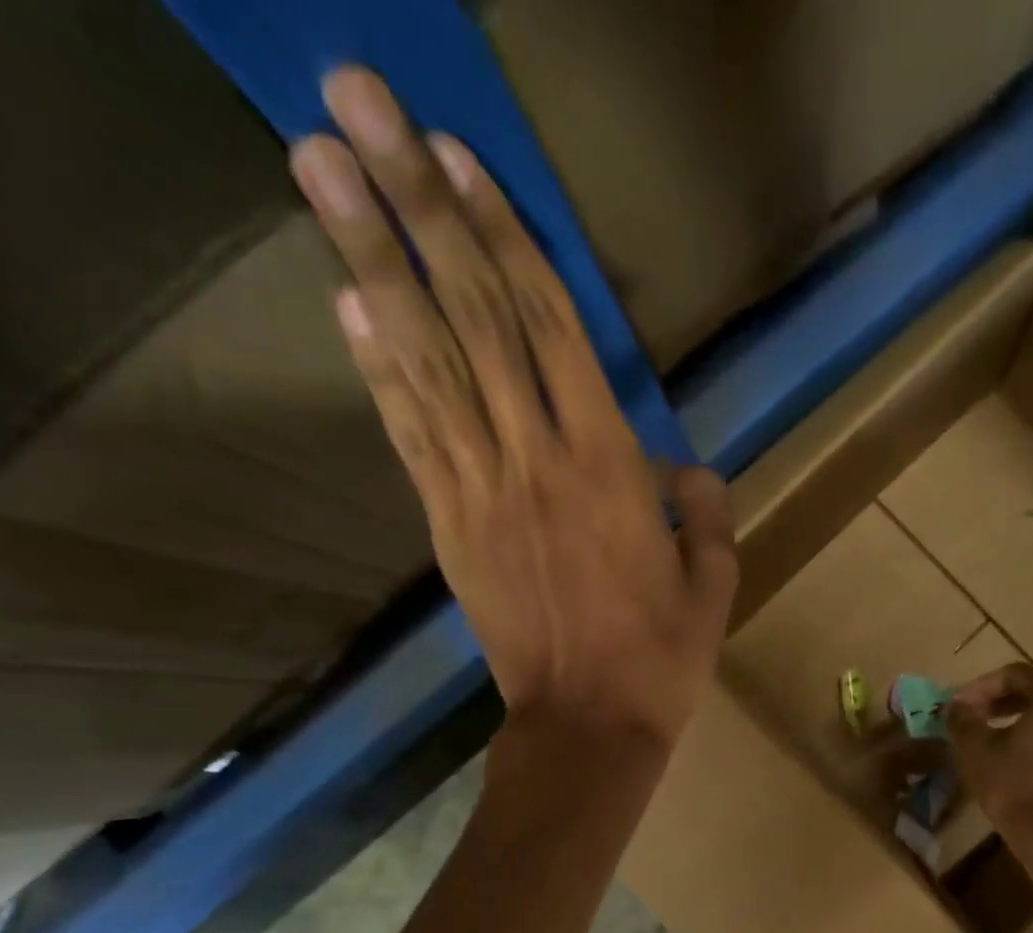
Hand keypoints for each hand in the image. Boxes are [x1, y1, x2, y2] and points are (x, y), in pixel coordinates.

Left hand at [289, 68, 736, 754]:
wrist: (589, 726)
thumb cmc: (662, 657)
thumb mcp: (715, 584)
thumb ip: (705, 512)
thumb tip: (687, 469)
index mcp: (611, 469)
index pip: (552, 331)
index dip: (504, 240)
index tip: (458, 158)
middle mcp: (537, 461)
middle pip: (474, 321)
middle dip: (415, 209)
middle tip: (355, 106)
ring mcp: (482, 493)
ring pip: (427, 365)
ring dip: (371, 262)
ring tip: (318, 169)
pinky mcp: (450, 530)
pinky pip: (412, 437)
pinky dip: (378, 369)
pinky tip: (347, 303)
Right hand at [948, 663, 1032, 842]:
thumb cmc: (1013, 785)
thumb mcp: (975, 748)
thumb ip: (963, 718)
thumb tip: (957, 706)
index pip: (1015, 675)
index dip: (981, 687)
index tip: (959, 705)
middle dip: (1004, 703)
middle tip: (976, 718)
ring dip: (1027, 723)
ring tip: (998, 740)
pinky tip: (1024, 763)